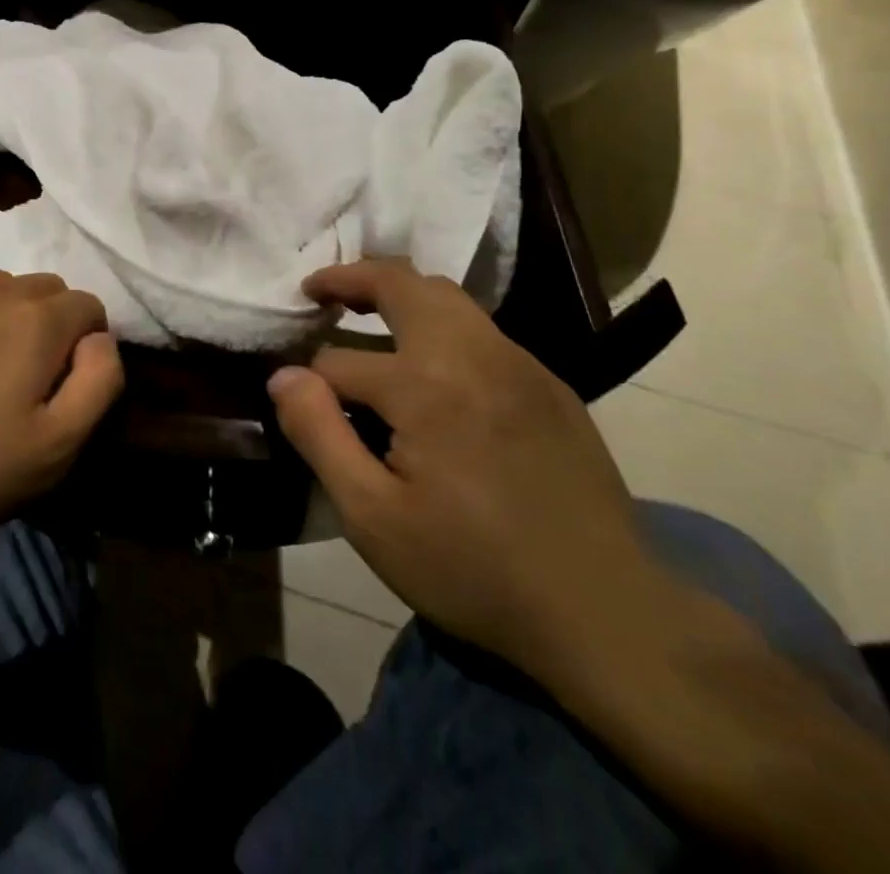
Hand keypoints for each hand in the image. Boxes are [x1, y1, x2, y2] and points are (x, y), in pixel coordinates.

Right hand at [268, 259, 675, 683]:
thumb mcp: (373, 517)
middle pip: (401, 282)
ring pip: (447, 295)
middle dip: (352, 277)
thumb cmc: (473, 569)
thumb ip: (318, 434)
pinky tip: (434, 364)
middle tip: (318, 289)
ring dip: (399, 291)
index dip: (311, 382)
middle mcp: (472, 353)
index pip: (340, 361)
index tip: (299, 403)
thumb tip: (283, 376)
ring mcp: (518, 363)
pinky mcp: (549, 383)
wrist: (606, 613)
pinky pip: (482, 329)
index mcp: (424, 385)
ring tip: (366, 310)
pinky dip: (441, 323)